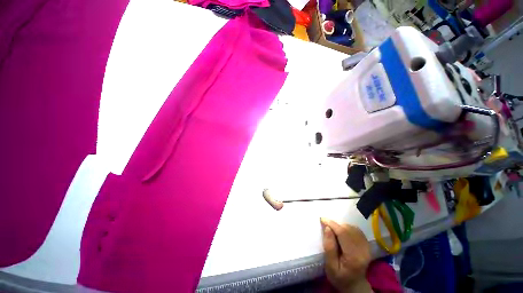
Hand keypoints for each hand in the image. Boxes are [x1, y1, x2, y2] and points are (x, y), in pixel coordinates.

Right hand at [321, 218, 371, 292]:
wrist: (355, 286)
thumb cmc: (340, 278)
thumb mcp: (330, 266)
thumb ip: (329, 247)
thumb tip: (327, 228)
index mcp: (353, 257)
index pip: (343, 234)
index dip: (332, 224)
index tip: (322, 219)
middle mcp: (363, 250)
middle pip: (348, 229)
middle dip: (336, 224)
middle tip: (326, 225)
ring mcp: (367, 247)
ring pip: (353, 228)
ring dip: (341, 226)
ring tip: (333, 230)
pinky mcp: (367, 245)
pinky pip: (357, 230)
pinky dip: (348, 228)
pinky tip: (342, 231)